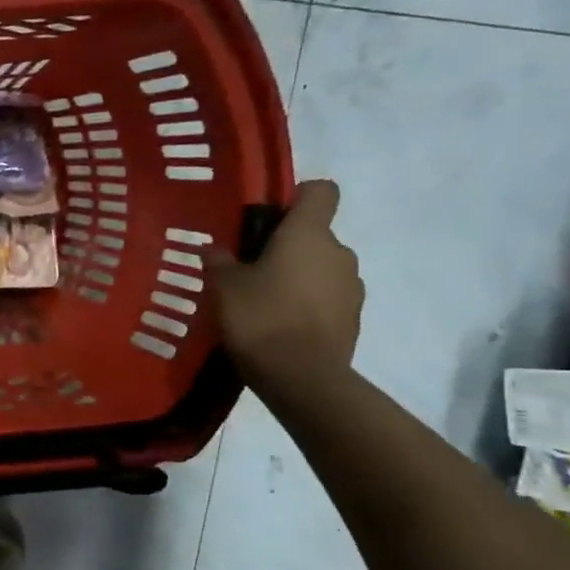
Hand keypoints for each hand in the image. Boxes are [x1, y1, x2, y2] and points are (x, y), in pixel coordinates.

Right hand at [211, 179, 362, 387]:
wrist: (302, 378)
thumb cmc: (260, 319)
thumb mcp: (224, 287)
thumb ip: (220, 262)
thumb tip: (214, 249)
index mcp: (308, 234)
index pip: (320, 191)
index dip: (297, 197)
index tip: (271, 219)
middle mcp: (339, 252)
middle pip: (316, 235)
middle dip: (288, 248)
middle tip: (252, 271)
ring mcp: (352, 286)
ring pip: (322, 269)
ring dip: (300, 278)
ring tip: (266, 304)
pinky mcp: (355, 318)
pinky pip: (329, 299)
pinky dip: (309, 306)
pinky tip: (282, 327)